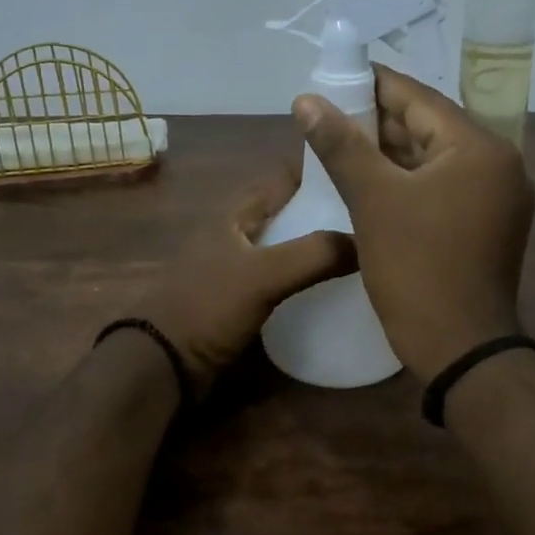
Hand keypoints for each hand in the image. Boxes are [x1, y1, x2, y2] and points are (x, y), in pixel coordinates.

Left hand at [132, 165, 355, 395]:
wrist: (164, 363)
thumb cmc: (208, 307)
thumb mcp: (262, 275)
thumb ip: (313, 255)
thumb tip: (365, 240)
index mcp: (234, 215)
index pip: (282, 179)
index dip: (317, 171)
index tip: (361, 171)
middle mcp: (235, 235)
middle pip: (287, 214)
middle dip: (323, 211)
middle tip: (370, 216)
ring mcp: (235, 269)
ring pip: (285, 248)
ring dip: (315, 247)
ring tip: (362, 250)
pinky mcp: (239, 300)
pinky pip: (280, 280)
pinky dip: (304, 279)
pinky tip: (330, 289)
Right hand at [294, 65, 534, 378]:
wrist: (459, 348)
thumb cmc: (416, 268)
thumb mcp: (373, 200)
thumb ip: (341, 145)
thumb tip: (306, 100)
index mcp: (480, 148)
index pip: (421, 99)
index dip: (374, 85)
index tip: (335, 76)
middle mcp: (499, 164)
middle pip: (430, 127)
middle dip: (379, 120)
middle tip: (331, 114)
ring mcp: (498, 196)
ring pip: (435, 158)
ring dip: (391, 151)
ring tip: (343, 142)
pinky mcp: (489, 223)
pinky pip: (443, 185)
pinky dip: (409, 178)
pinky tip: (372, 179)